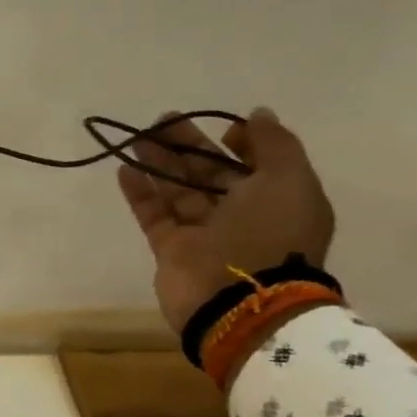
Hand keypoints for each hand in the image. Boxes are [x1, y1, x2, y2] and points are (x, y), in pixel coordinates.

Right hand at [117, 108, 335, 333]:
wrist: (239, 301)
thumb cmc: (270, 235)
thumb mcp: (290, 180)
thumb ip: (275, 144)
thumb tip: (257, 115)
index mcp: (276, 201)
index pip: (255, 165)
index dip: (240, 143)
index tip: (223, 131)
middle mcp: (240, 215)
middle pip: (208, 172)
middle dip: (187, 145)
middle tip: (162, 119)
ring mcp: (202, 233)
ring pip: (177, 190)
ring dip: (159, 162)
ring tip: (138, 137)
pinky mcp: (170, 248)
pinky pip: (153, 214)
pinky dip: (140, 192)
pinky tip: (125, 169)